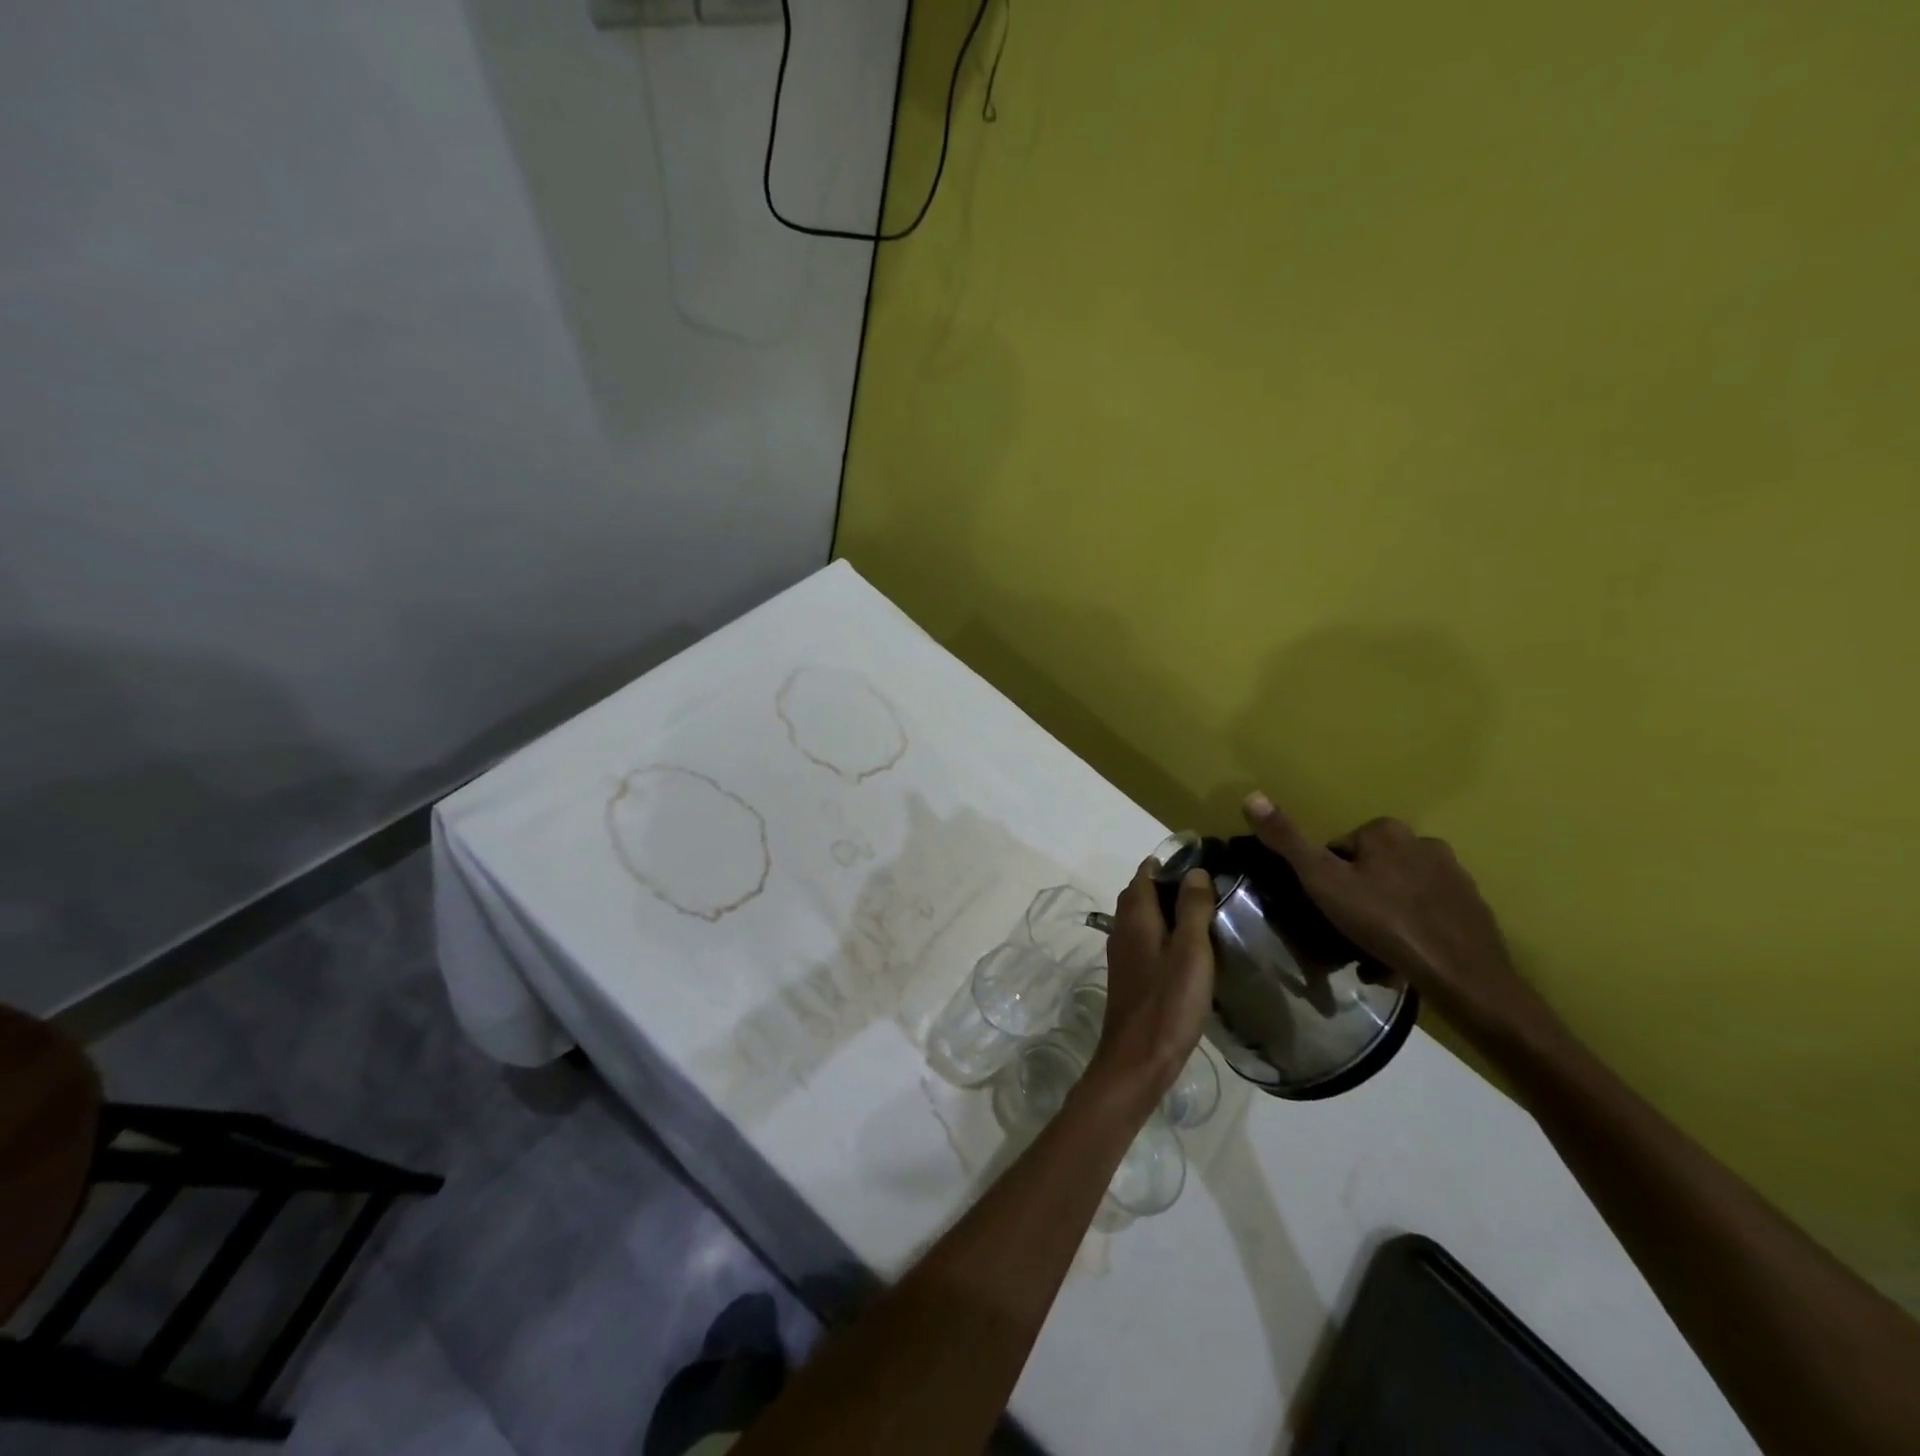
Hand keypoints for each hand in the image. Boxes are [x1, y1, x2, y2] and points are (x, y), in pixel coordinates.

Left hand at [1089, 860, 1216, 1111]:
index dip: (1171, 861)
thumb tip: (1196, 871)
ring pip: (1144, 917)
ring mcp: (1123, 952)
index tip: (1203, 858)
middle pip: (1142, 892)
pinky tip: (1189, 947)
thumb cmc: (1168, 1002)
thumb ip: (1193, 908)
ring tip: (1205, 912)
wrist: (1137, 1058)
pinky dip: (1165, 932)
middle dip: (1170, 883)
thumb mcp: (1191, 951)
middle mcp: (1122, 927)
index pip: (1147, 872)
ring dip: (1168, 908)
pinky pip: (1146, 939)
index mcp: (1135, 915)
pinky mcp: (1130, 974)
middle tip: (1210, 884)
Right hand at [1240, 792, 1560, 1049]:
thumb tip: (1251, 796)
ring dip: (1383, 918)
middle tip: (1347, 935)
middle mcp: (1423, 842)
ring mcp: (1453, 875)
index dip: (1326, 881)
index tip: (1327, 911)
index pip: (1338, 850)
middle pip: (1369, 871)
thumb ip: (1287, 841)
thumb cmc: (1384, 922)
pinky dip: (1412, 931)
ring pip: (1398, 893)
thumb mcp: (1322, 881)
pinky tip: (1404, 960)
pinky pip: (1426, 913)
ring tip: (1375, 955)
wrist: (1462, 974)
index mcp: (1385, 831)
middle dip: (1356, 900)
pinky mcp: (1472, 906)